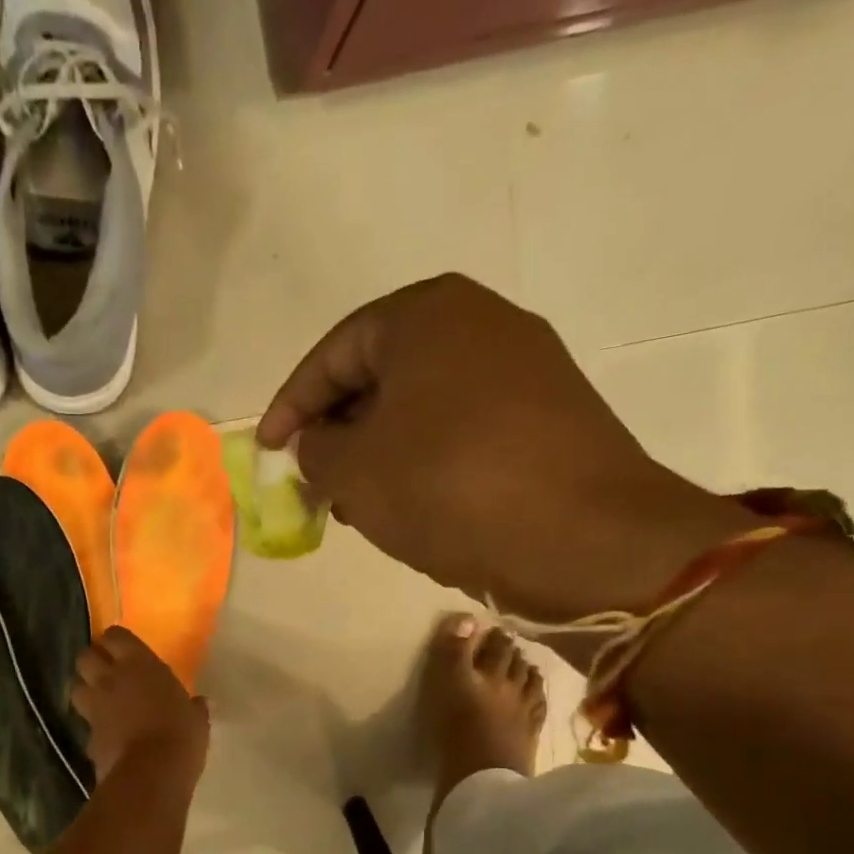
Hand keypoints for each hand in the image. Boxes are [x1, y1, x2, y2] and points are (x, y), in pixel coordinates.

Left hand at [73, 627, 210, 783]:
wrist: (150, 774)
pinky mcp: (87, 736)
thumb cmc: (180, 735)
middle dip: (93, 662)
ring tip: (102, 702)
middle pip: (85, 657)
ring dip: (86, 692)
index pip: (115, 635)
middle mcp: (110, 679)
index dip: (116, 641)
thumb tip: (202, 703)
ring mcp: (95, 708)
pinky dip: (94, 727)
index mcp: (139, 664)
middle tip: (108, 673)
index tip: (125, 650)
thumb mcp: (196, 720)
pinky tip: (108, 736)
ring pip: (76, 688)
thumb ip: (195, 708)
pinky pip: (85, 724)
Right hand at [259, 274, 753, 620]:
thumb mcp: (354, 470)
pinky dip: (423, 462)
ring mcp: (525, 369)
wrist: (584, 538)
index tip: (269, 450)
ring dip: (379, 452)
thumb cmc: (449, 487)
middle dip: (338, 430)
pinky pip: (461, 430)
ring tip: (354, 503)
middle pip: (382, 375)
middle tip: (312, 479)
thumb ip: (315, 449)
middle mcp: (482, 324)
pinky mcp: (549, 418)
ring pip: (423, 407)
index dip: (292, 404)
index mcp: (428, 315)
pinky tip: (409, 507)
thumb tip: (318, 442)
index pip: (335, 352)